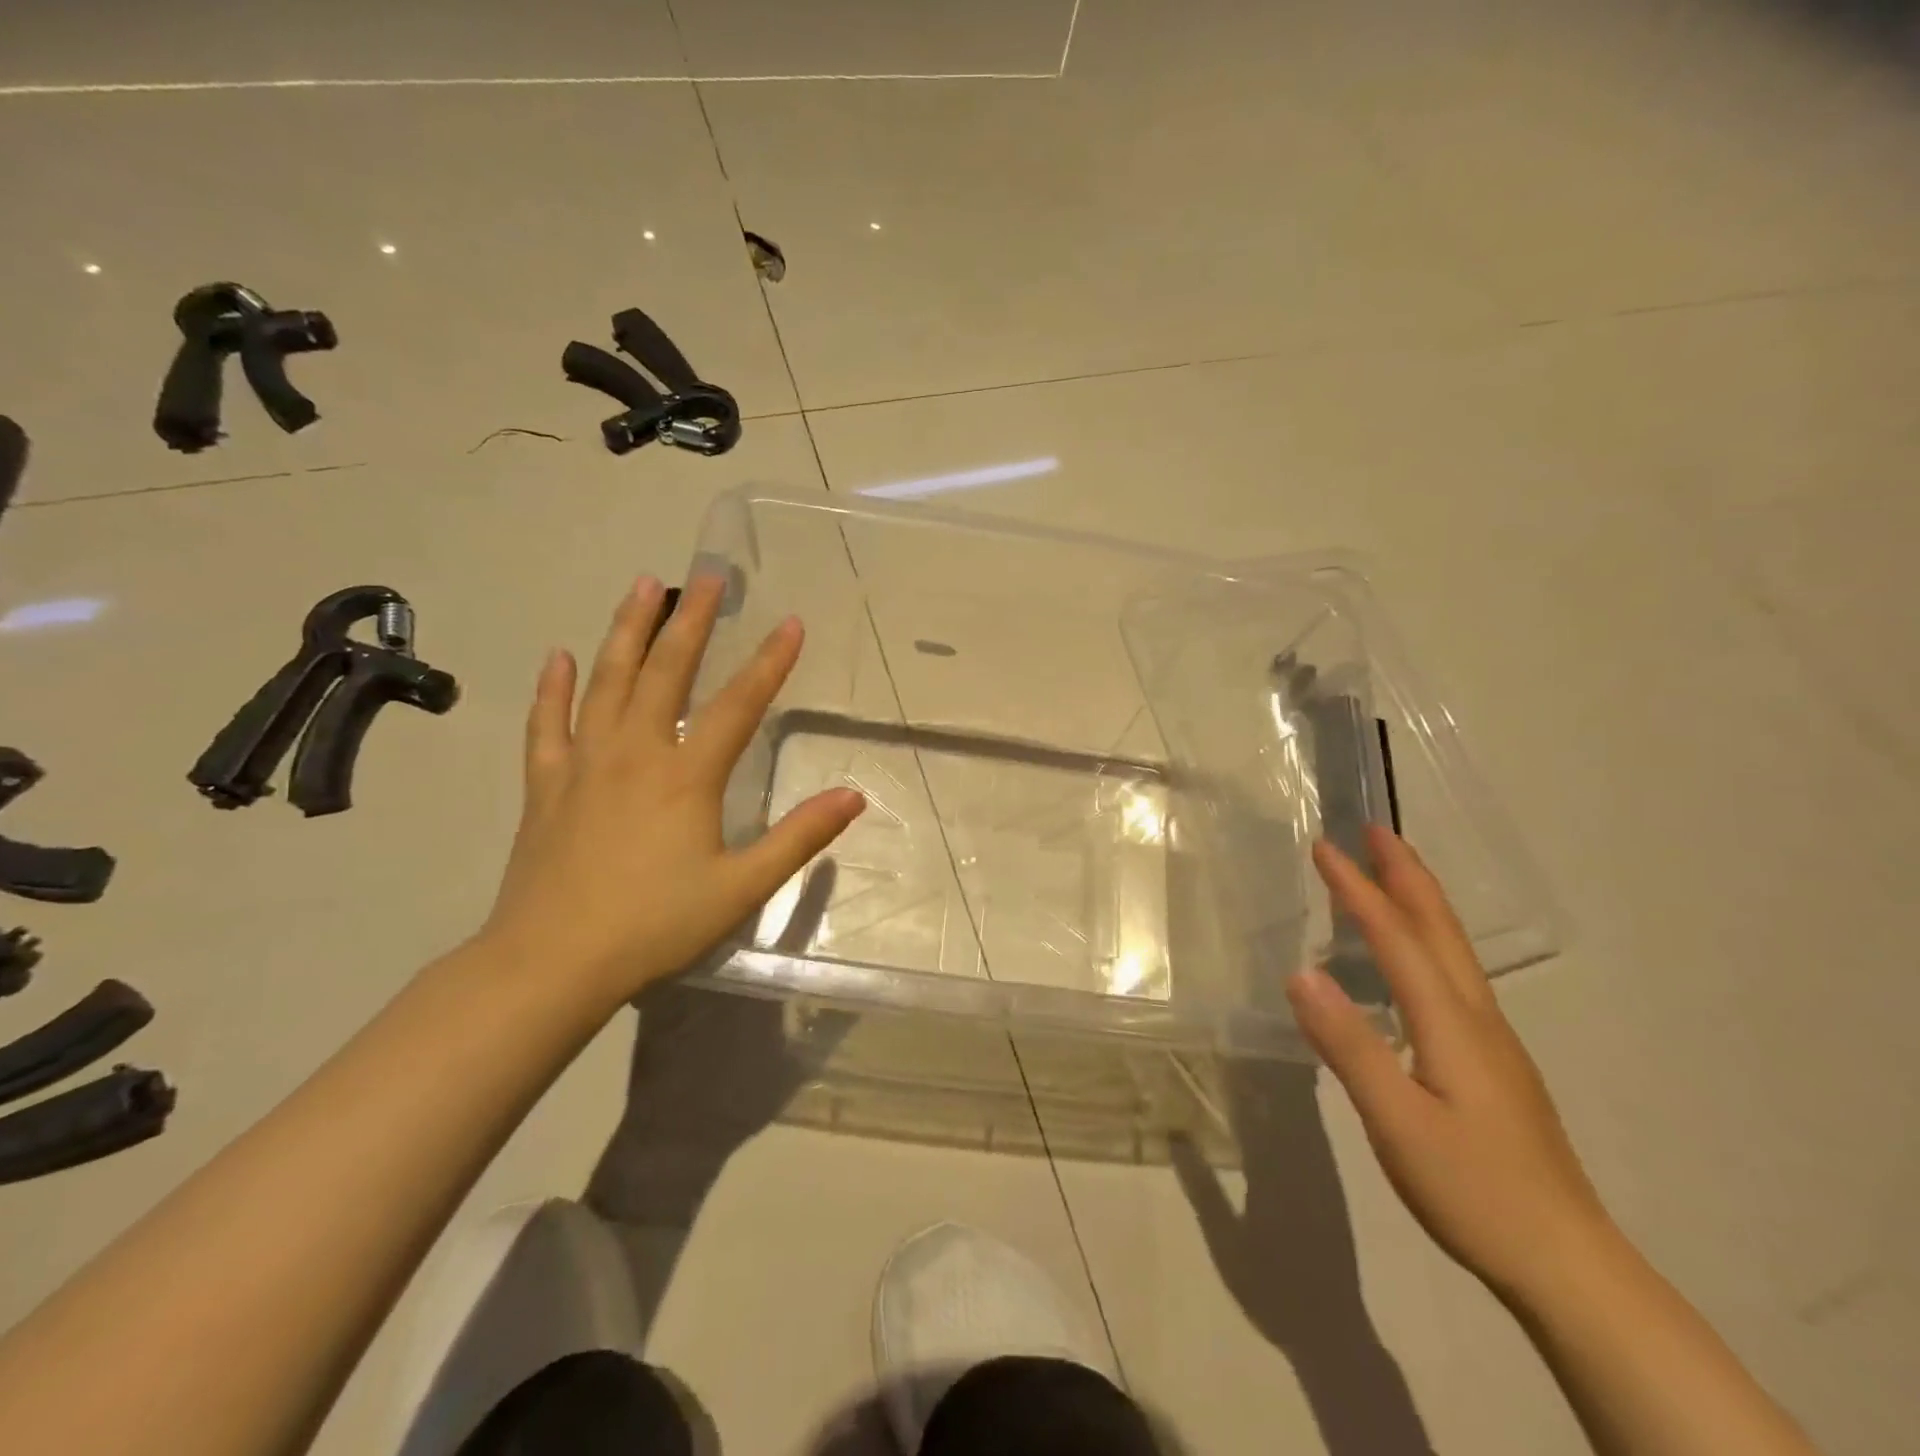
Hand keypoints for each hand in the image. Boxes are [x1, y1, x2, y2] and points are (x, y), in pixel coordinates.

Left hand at [479, 574, 864, 1006]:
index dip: (769, 662)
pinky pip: (548, 724)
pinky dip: (552, 687)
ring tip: (641, 586)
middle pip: (665, 671)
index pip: (738, 704)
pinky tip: (558, 656)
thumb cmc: (655, 924)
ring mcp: (584, 763)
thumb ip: (799, 837)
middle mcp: (635, 752)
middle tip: (708, 575)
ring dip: (626, 630)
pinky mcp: (547, 784)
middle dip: (692, 620)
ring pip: (605, 680)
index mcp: (686, 775)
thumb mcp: (741, 886)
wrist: (552, 962)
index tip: (790, 622)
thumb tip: (854, 796)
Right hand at [1288, 826, 1612, 1301]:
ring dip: (1419, 903)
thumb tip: (1301, 972)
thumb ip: (1349, 1045)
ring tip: (1391, 876)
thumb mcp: (1397, 1122)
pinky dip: (1426, 941)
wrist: (1569, 1265)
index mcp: (1452, 1024)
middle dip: (1405, 875)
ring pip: (1452, 951)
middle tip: (1376, 831)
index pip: (1397, 939)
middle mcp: (1477, 1018)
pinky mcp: (1493, 1065)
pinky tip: (1412, 961)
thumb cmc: (1475, 1190)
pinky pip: (1453, 977)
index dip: (1358, 890)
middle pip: (1439, 930)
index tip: (1324, 847)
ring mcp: (1492, 1042)